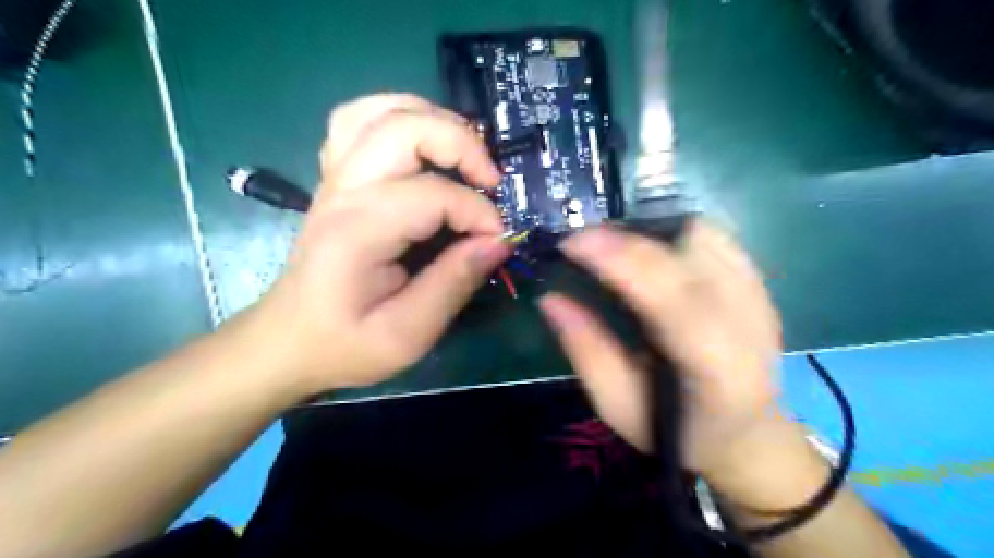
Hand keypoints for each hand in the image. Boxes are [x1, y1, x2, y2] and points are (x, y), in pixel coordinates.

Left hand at [245, 95, 512, 395]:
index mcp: (359, 230)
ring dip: (431, 119)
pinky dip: (399, 119)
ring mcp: (335, 178)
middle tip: (492, 180)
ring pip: (380, 111)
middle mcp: (344, 191)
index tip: (500, 240)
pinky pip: (361, 122)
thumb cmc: (345, 344)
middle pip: (404, 127)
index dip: (479, 213)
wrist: (287, 340)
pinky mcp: (336, 180)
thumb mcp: (407, 333)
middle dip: (461, 144)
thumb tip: (499, 241)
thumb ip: (454, 283)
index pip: (434, 195)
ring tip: (464, 153)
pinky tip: (421, 147)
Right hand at [535, 222, 784, 479]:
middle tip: (582, 243)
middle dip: (626, 238)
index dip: (619, 259)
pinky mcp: (759, 283)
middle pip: (688, 254)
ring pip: (701, 234)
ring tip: (613, 247)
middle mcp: (749, 323)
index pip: (672, 297)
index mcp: (717, 368)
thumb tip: (549, 299)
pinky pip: (713, 236)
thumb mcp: (618, 405)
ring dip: (648, 232)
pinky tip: (649, 252)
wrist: (747, 433)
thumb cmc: (678, 432)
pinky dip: (672, 233)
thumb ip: (585, 350)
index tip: (571, 244)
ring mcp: (760, 297)